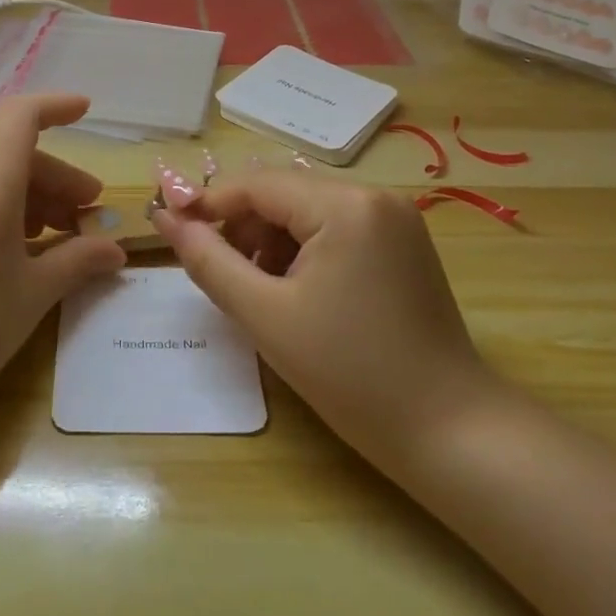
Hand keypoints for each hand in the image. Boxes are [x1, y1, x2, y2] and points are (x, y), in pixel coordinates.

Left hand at [0, 94, 125, 437]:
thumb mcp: (31, 296)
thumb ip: (77, 261)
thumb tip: (114, 250)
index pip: (20, 116)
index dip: (56, 106)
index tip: (87, 113)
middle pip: (10, 154)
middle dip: (57, 179)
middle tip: (88, 217)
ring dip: (28, 198)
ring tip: (55, 241)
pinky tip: (10, 256)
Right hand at [152, 168, 492, 473]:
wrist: (449, 431)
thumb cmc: (350, 374)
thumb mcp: (266, 316)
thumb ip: (209, 261)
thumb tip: (166, 218)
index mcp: (345, 205)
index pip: (258, 184)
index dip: (209, 204)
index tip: (171, 231)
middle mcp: (375, 195)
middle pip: (284, 193)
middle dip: (243, 226)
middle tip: (219, 273)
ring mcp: (395, 218)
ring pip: (308, 210)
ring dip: (272, 239)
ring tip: (260, 290)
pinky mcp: (403, 242)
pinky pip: (337, 227)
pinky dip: (306, 249)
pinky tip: (297, 291)